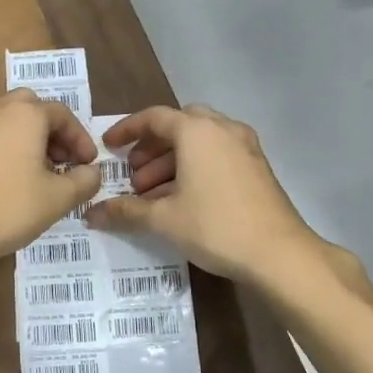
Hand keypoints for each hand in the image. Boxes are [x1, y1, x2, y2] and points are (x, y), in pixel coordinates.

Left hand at [0, 90, 101, 276]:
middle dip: (50, 129)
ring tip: (33, 170)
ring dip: (23, 137)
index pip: (62, 114)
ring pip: (3, 119)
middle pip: (29, 107)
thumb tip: (91, 172)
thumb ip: (84, 180)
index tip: (88, 164)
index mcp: (25, 115)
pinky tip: (2, 177)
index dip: (80, 138)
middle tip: (60, 160)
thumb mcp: (59, 198)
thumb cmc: (9, 208)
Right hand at [85, 104, 328, 284]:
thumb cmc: (216, 226)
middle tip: (133, 174)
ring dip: (172, 161)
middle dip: (152, 147)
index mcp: (197, 131)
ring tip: (151, 195)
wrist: (279, 254)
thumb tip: (92, 213)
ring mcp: (245, 147)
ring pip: (199, 142)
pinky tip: (181, 201)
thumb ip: (125, 211)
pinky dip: (194, 169)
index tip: (108, 146)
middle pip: (179, 126)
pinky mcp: (257, 167)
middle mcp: (223, 129)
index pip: (154, 118)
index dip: (127, 130)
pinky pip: (217, 156)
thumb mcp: (163, 219)